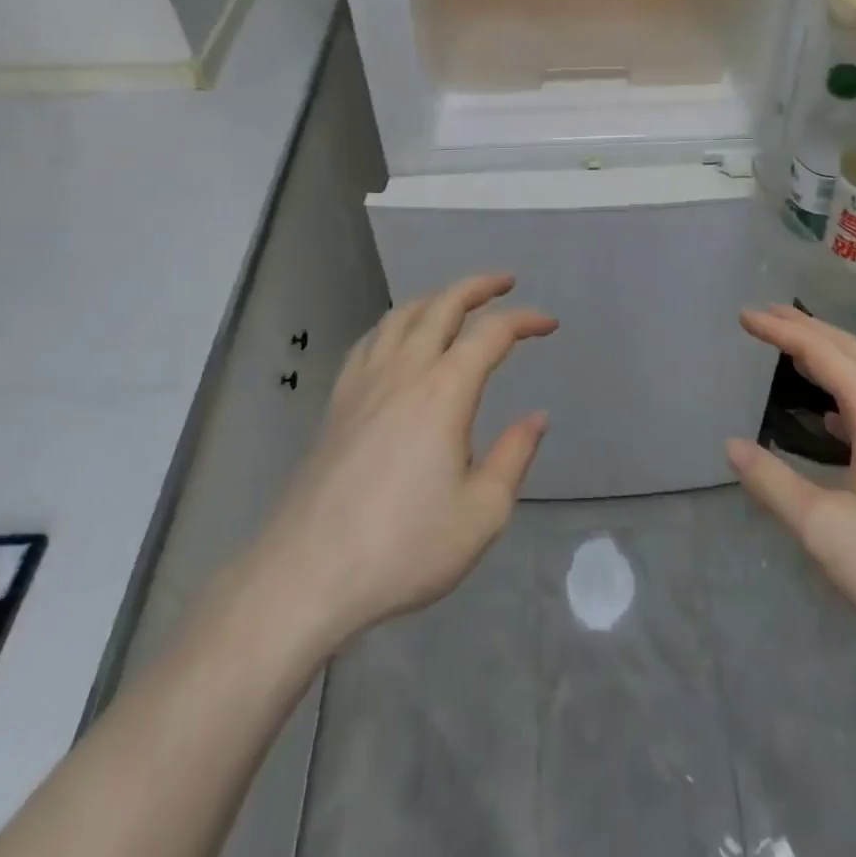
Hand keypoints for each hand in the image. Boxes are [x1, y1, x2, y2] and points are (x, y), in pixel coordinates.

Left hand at [246, 273, 555, 647]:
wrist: (306, 574)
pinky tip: (398, 338)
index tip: (549, 324)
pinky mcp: (336, 402)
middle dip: (477, 286)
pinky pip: (370, 340)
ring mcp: (363, 383)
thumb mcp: (481, 513)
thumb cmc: (404, 547)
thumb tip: (536, 417)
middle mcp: (403, 371)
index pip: (491, 334)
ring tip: (456, 301)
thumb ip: (514, 456)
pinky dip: (396, 323)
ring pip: (401, 315)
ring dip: (435, 298)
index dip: (524, 320)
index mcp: (444, 391)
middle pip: (442, 305)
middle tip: (504, 282)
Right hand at [727, 306, 855, 672]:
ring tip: (791, 351)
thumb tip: (731, 446)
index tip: (744, 316)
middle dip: (805, 328)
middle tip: (763, 315)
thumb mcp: (826, 530)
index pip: (823, 353)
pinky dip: (846, 387)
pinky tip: (831, 416)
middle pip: (851, 351)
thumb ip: (774, 483)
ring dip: (828, 354)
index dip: (781, 330)